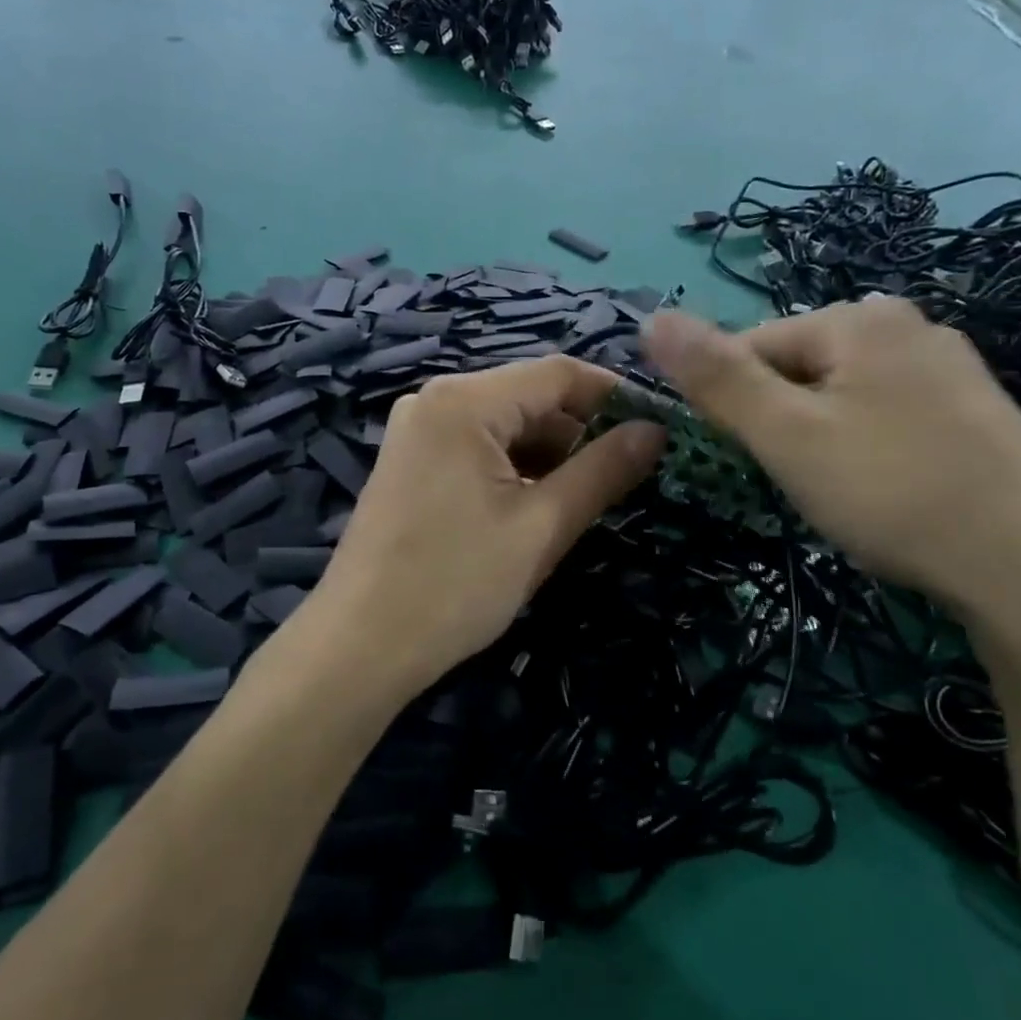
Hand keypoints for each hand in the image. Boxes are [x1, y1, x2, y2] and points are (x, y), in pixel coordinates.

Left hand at [314, 356, 665, 695]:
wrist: (360, 646)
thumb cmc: (455, 585)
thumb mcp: (541, 527)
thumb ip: (603, 471)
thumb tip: (655, 430)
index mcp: (464, 401)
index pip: (559, 374)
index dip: (615, 396)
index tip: (660, 428)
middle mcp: (434, 399)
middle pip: (529, 396)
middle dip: (581, 431)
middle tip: (628, 475)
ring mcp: (416, 430)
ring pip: (504, 424)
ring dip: (549, 454)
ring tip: (586, 498)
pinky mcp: (410, 461)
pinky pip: (476, 446)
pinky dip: (514, 467)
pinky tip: (536, 506)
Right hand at [643, 299, 1020, 620]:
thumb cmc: (894, 492)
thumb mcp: (787, 435)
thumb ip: (716, 377)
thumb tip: (651, 318)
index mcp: (860, 318)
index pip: (752, 345)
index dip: (731, 403)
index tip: (744, 458)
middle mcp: (909, 325)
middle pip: (799, 368)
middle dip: (780, 421)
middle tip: (797, 480)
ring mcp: (952, 368)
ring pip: (842, 396)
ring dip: (819, 438)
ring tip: (839, 492)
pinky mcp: (978, 413)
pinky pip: (887, 416)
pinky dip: (867, 450)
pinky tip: (886, 491)